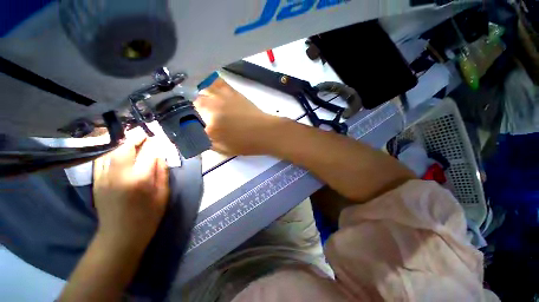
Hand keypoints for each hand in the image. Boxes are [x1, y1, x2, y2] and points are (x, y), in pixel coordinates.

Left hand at [93, 133, 168, 253]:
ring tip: (132, 138)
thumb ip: (162, 172)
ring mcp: (103, 177)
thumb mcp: (163, 194)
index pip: (148, 153)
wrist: (120, 236)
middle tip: (144, 133)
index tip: (159, 137)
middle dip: (135, 137)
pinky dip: (110, 151)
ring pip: (110, 151)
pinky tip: (117, 150)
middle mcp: (118, 174)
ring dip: (121, 142)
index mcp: (139, 179)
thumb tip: (160, 156)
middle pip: (124, 148)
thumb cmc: (148, 216)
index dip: (154, 143)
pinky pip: (101, 159)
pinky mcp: (96, 181)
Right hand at [195, 78, 279, 155]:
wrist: (265, 132)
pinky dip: (209, 83)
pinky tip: (208, 88)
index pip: (187, 123)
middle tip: (198, 117)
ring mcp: (222, 98)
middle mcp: (213, 109)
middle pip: (191, 104)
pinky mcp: (231, 91)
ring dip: (198, 97)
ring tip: (201, 103)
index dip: (185, 124)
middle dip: (192, 111)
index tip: (188, 126)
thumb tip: (194, 134)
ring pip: (200, 90)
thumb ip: (205, 142)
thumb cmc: (246, 144)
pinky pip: (216, 81)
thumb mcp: (223, 149)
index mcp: (210, 127)